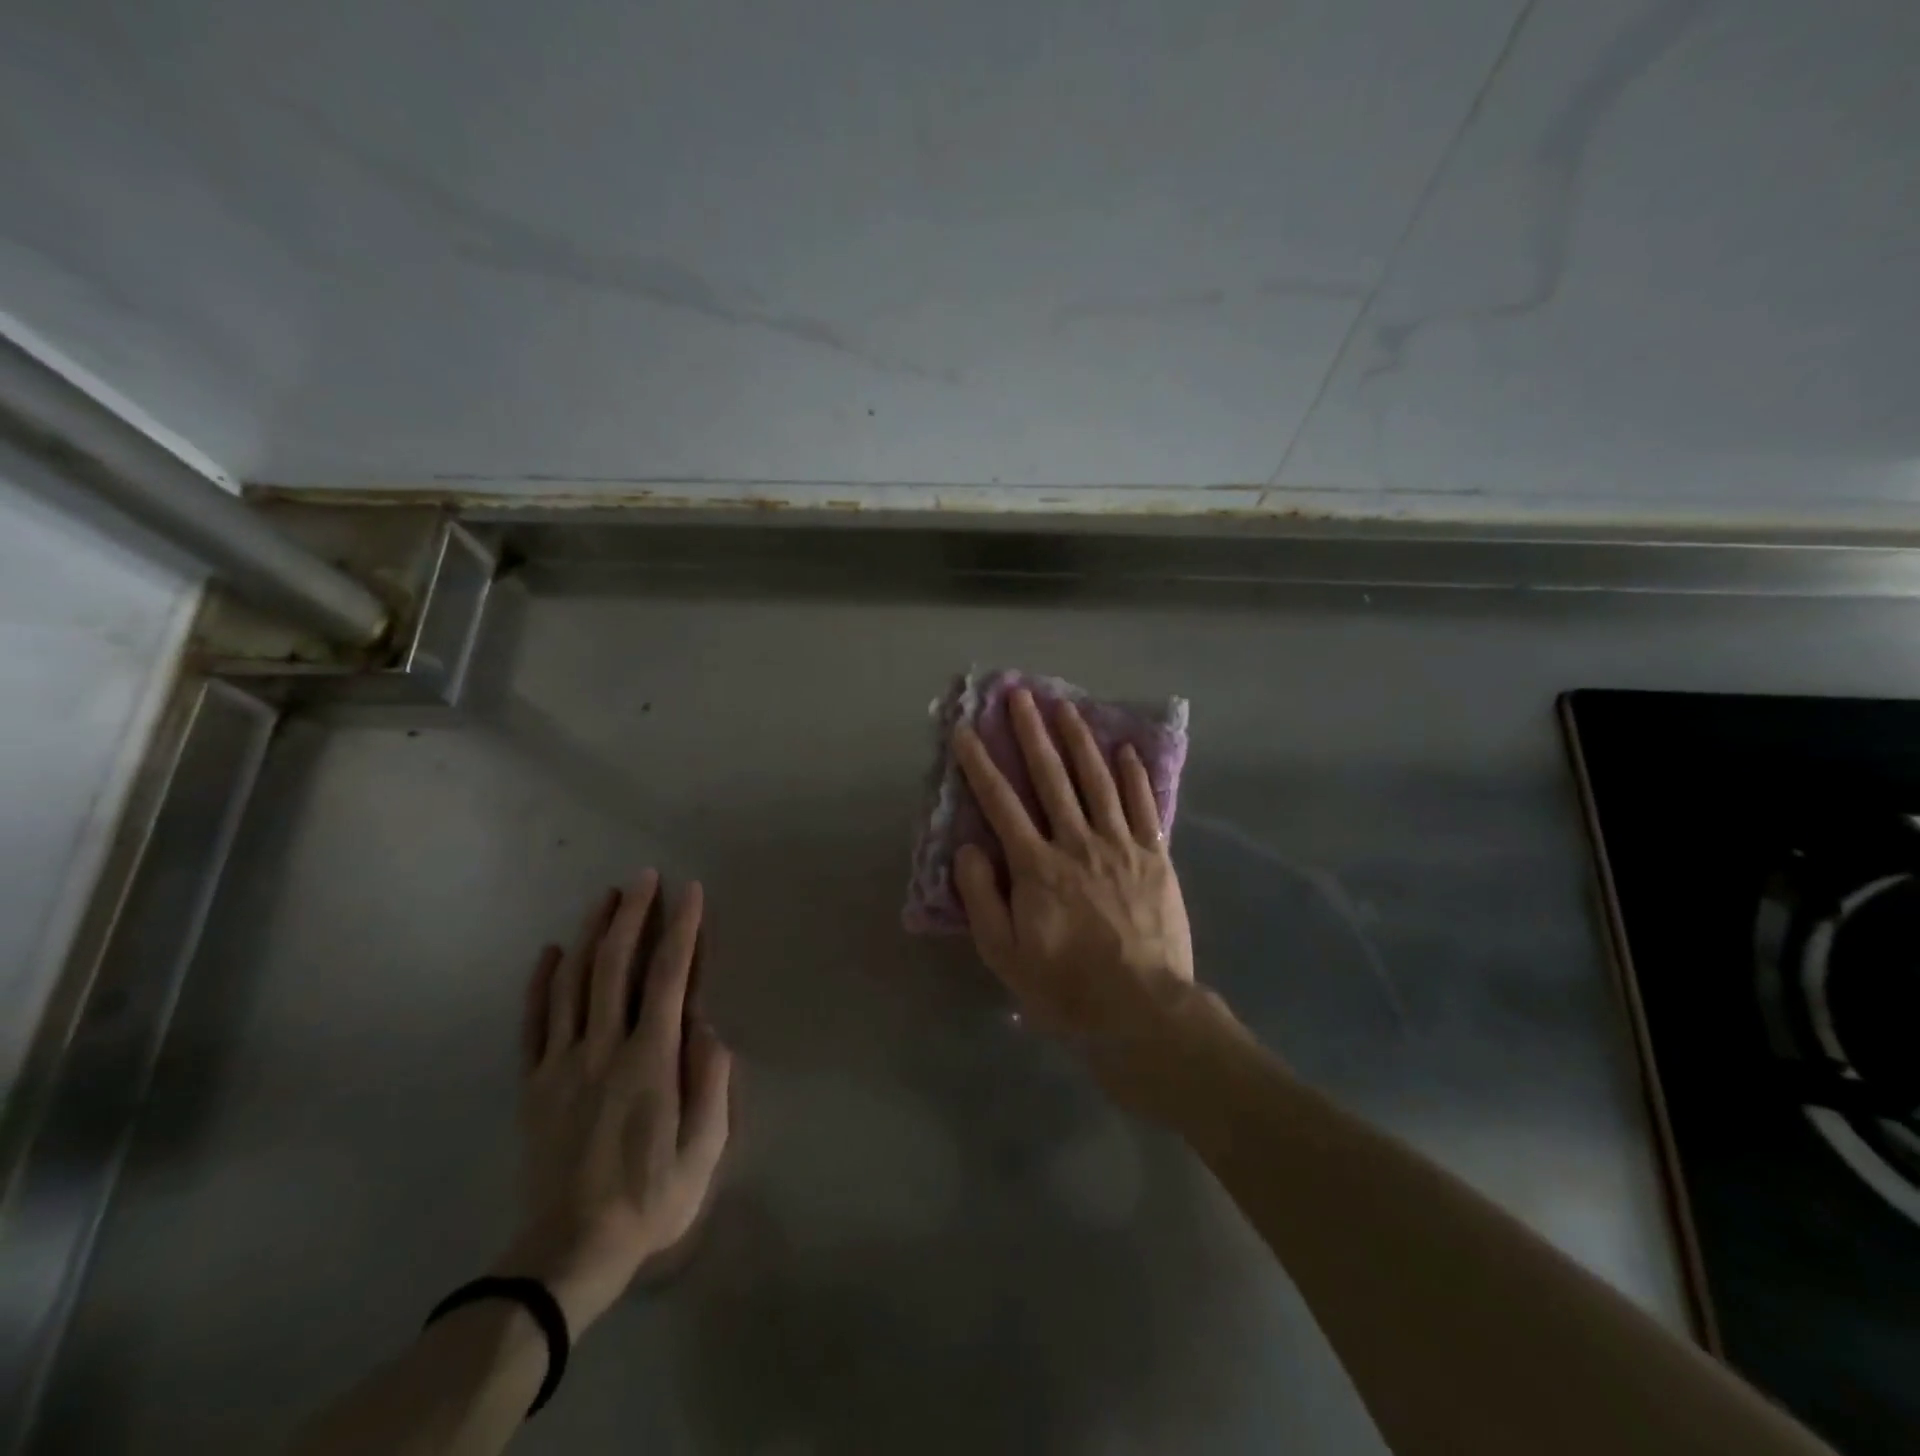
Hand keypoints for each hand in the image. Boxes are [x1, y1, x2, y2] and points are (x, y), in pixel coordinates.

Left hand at [496, 871, 732, 1334]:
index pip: (670, 977)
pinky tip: (549, 951)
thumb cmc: (650, 1199)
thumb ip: (711, 1081)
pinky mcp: (534, 1083)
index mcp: (651, 1060)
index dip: (682, 929)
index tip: (690, 891)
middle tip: (644, 877)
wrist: (567, 1253)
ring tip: (606, 896)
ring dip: (591, 934)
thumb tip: (708, 1026)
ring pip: (574, 983)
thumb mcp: (704, 1149)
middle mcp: (604, 1048)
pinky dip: (541, 982)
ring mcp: (562, 1063)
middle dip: (632, 915)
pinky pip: (534, 1022)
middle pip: (616, 966)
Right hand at [952, 688, 1200, 1106]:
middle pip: (1050, 777)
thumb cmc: (1064, 986)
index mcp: (1036, 865)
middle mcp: (1076, 842)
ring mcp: (1120, 846)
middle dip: (1031, 733)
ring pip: (1096, 781)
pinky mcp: (1154, 857)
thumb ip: (983, 896)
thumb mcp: (1003, 953)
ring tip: (1065, 707)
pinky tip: (1124, 751)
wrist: (1141, 1010)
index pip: (1000, 803)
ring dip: (1079, 740)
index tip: (965, 730)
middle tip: (1019, 695)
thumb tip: (969, 848)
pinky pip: (1142, 807)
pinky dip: (1133, 776)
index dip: (980, 764)